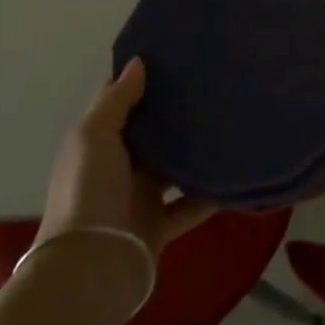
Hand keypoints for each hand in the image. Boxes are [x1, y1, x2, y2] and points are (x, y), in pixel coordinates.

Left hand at [38, 58, 212, 253]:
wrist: (90, 269)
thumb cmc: (89, 190)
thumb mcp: (95, 136)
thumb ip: (117, 100)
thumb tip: (138, 61)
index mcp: (97, 143)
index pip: (119, 103)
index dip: (140, 80)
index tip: (173, 56)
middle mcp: (117, 167)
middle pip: (149, 134)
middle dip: (173, 113)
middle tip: (211, 83)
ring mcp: (138, 198)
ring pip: (172, 167)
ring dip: (194, 151)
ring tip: (228, 121)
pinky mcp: (159, 226)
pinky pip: (190, 204)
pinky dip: (210, 194)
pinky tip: (234, 173)